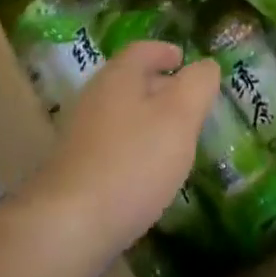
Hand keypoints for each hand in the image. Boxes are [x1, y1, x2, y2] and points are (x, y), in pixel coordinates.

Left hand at [17, 41, 219, 268]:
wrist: (69, 227)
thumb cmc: (133, 161)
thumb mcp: (179, 117)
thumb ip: (198, 85)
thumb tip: (206, 66)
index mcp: (119, 77)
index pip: (142, 50)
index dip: (165, 51)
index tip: (183, 60)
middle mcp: (95, 98)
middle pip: (130, 81)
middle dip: (160, 87)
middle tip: (188, 102)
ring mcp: (81, 135)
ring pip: (122, 115)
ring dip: (148, 120)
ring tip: (174, 139)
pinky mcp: (76, 170)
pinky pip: (112, 146)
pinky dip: (134, 148)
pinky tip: (148, 173)